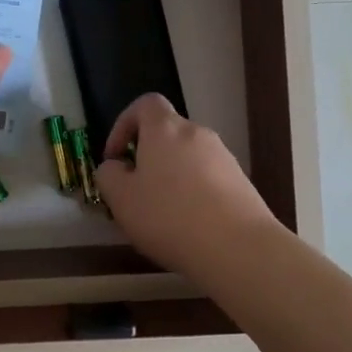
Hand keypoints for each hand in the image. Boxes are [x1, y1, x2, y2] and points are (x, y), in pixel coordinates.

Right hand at [97, 94, 284, 279]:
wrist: (239, 248)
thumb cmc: (169, 217)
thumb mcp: (121, 199)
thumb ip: (108, 175)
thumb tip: (116, 167)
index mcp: (165, 129)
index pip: (144, 104)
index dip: (124, 124)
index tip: (116, 157)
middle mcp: (197, 133)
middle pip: (167, 133)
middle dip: (148, 156)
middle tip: (135, 191)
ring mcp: (224, 157)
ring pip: (188, 158)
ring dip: (171, 176)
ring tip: (162, 214)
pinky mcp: (242, 182)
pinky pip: (208, 178)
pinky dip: (194, 193)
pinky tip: (190, 225)